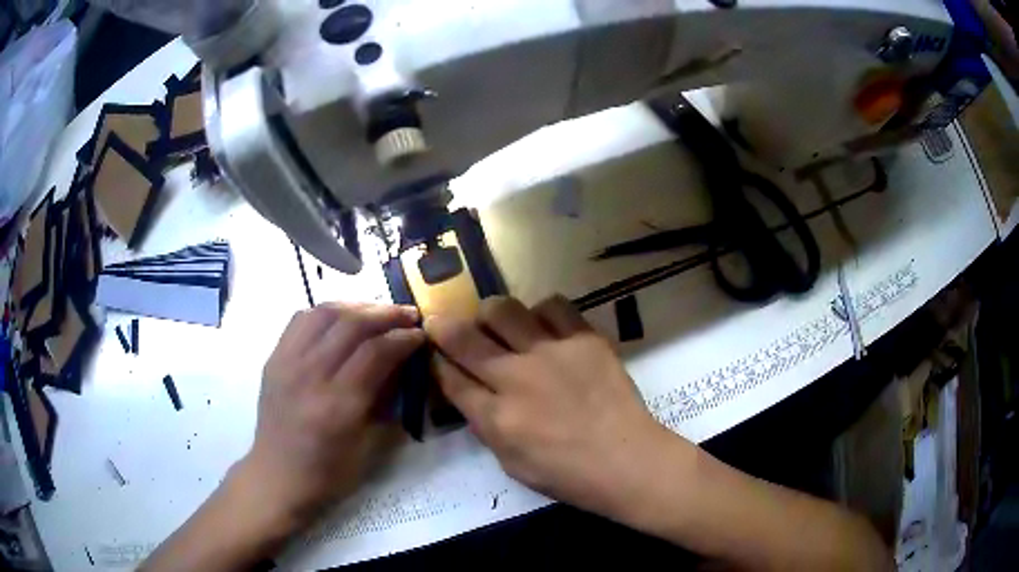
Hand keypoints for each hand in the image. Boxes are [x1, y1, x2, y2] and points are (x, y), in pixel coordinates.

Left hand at [237, 303, 424, 528]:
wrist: (278, 476)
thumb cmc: (329, 472)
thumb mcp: (370, 447)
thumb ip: (386, 401)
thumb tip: (402, 363)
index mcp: (338, 405)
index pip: (375, 352)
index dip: (403, 337)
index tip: (421, 333)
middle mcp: (310, 375)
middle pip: (350, 324)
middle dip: (386, 313)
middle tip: (407, 314)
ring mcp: (287, 362)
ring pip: (324, 312)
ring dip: (356, 305)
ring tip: (377, 310)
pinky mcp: (274, 358)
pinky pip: (300, 319)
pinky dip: (326, 311)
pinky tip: (341, 318)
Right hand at [425, 296, 677, 517]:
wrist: (627, 461)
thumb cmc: (567, 474)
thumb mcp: (511, 463)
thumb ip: (486, 424)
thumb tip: (470, 390)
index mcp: (495, 417)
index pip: (449, 376)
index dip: (435, 360)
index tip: (432, 351)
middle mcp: (516, 378)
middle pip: (464, 337)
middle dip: (444, 326)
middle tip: (444, 324)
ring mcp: (551, 353)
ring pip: (503, 309)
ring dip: (491, 315)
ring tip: (499, 324)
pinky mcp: (584, 339)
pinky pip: (553, 306)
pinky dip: (541, 312)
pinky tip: (545, 327)